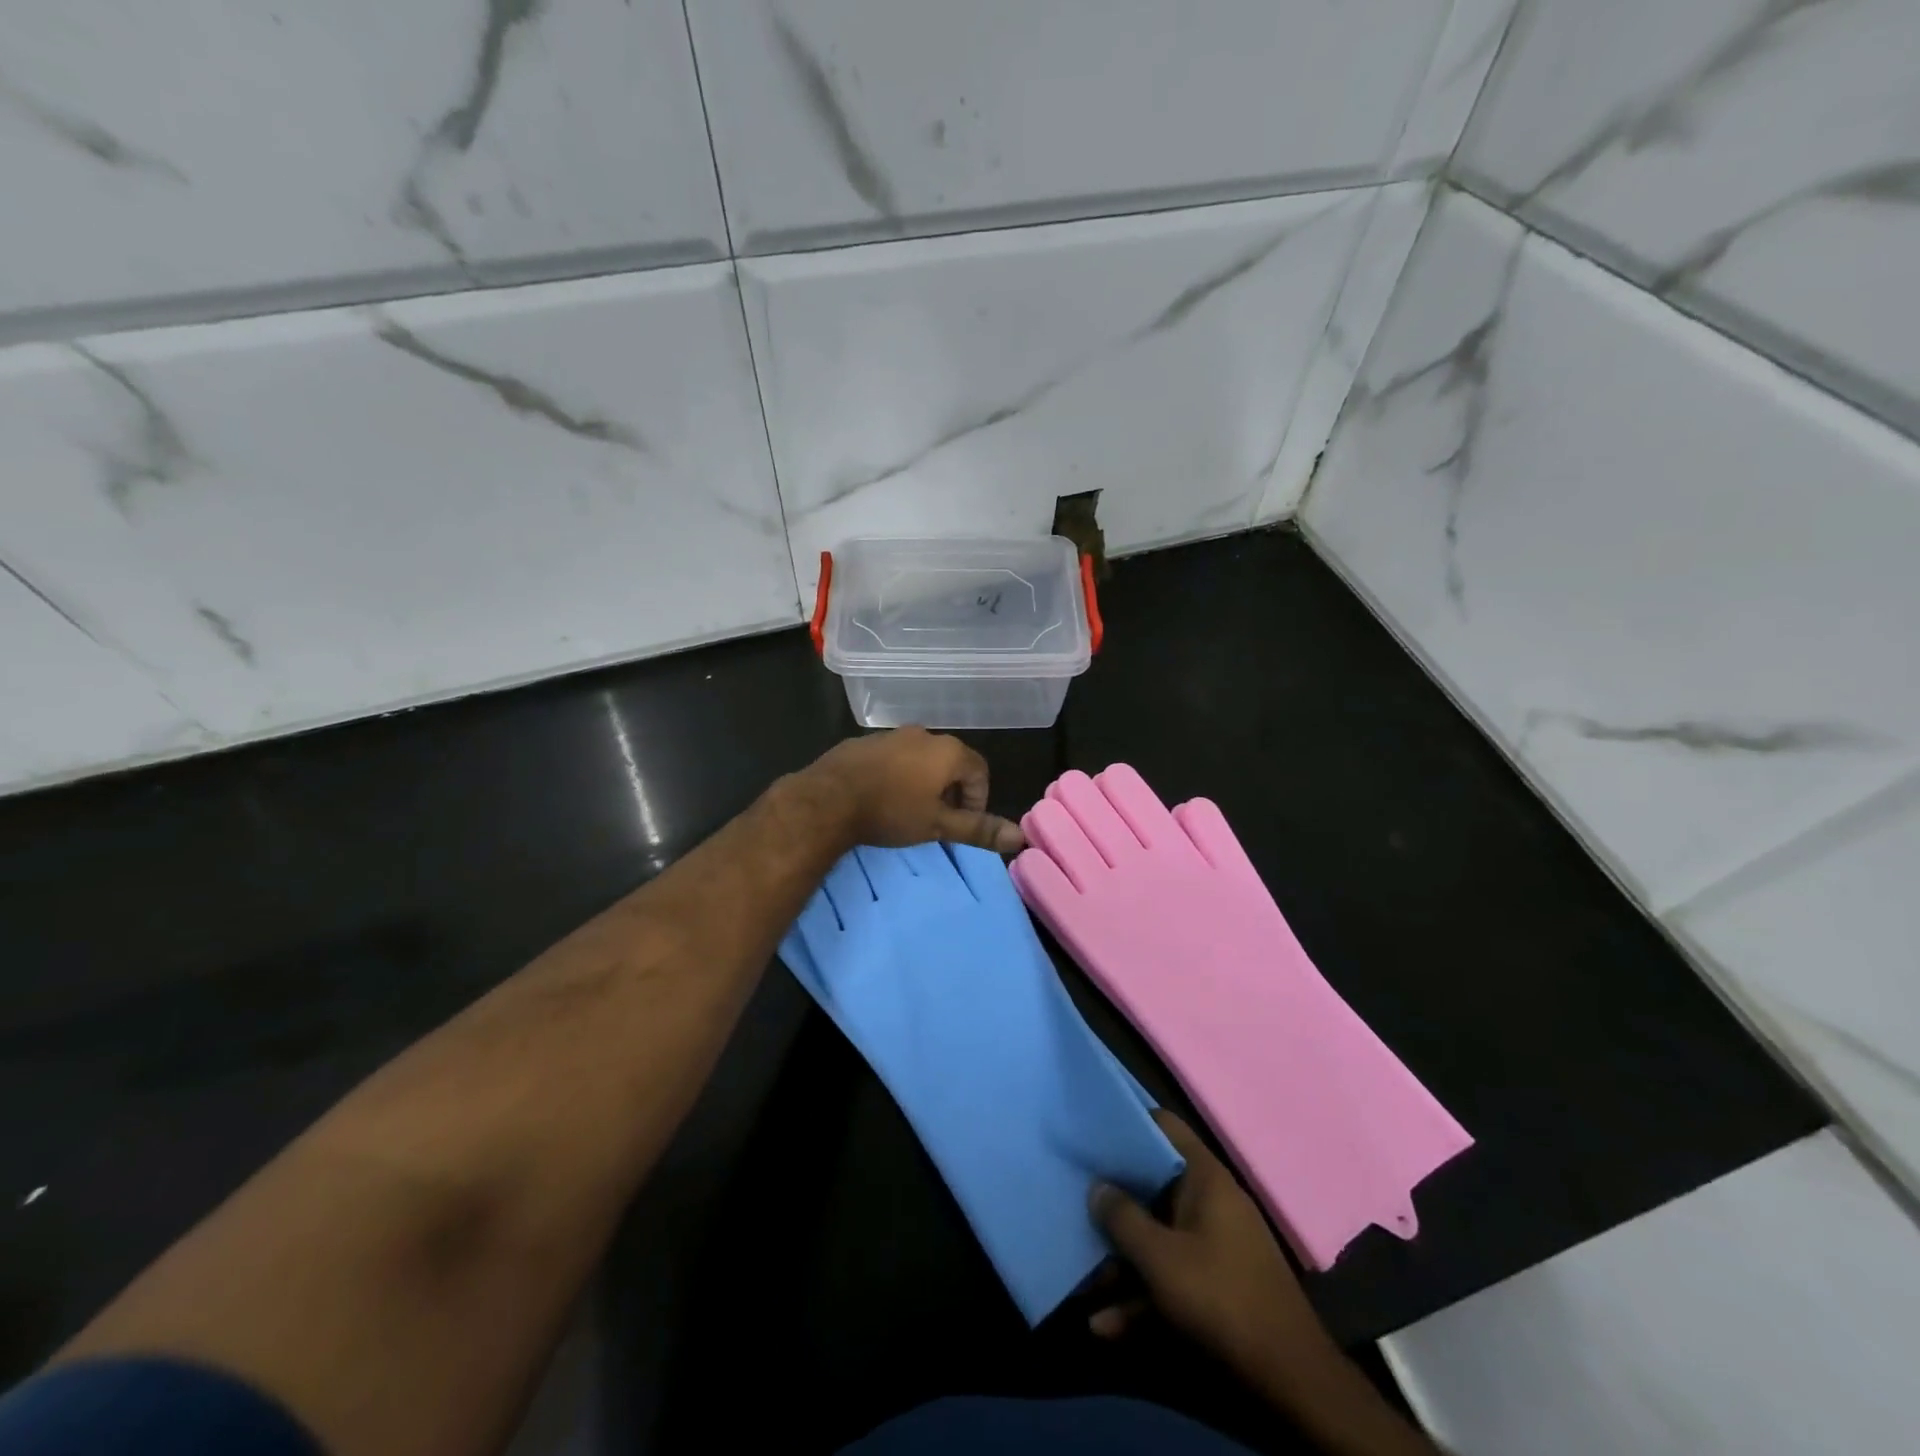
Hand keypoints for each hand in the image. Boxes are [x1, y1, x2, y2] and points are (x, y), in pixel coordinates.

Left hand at [801, 728, 1024, 854]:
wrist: (827, 799)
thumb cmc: (891, 811)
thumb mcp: (938, 825)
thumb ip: (978, 829)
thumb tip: (1020, 836)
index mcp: (948, 751)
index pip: (980, 771)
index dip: (978, 799)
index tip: (962, 824)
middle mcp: (924, 735)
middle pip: (950, 762)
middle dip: (951, 791)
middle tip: (938, 820)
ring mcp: (892, 735)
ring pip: (920, 759)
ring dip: (923, 782)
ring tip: (909, 811)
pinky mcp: (865, 742)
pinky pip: (893, 758)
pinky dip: (897, 775)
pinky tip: (881, 797)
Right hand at [1090, 1110, 1339, 1392]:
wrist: (1290, 1379)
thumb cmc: (1220, 1296)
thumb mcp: (1160, 1257)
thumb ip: (1123, 1217)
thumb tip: (1097, 1186)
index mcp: (1205, 1177)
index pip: (1164, 1126)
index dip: (1128, 1121)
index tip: (1091, 1127)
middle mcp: (1210, 1202)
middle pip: (1153, 1186)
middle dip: (1113, 1203)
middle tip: (1074, 1201)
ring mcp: (1214, 1246)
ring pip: (1157, 1239)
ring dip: (1121, 1263)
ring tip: (1081, 1283)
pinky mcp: (1215, 1287)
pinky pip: (1170, 1278)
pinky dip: (1141, 1297)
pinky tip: (1104, 1326)